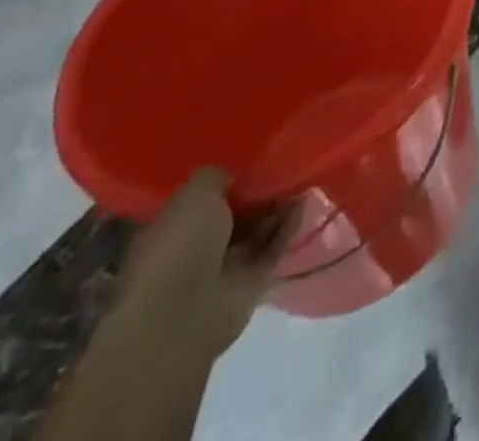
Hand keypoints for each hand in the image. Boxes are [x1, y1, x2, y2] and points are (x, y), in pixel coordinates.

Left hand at [106, 169, 297, 363]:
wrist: (181, 318)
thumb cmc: (178, 248)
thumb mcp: (194, 194)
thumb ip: (218, 176)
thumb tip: (238, 174)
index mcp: (174, 228)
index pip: (207, 198)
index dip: (232, 179)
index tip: (258, 159)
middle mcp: (197, 248)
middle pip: (236, 213)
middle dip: (261, 192)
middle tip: (287, 166)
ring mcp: (224, 268)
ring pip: (258, 229)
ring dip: (279, 207)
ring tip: (303, 179)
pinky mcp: (251, 284)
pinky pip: (274, 248)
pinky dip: (289, 227)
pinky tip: (304, 204)